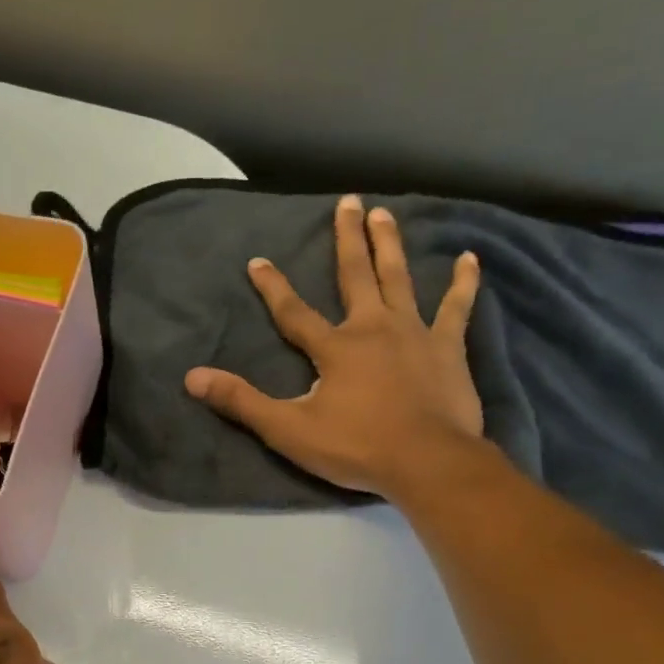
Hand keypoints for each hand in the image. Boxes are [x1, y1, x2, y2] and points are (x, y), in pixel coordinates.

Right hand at [184, 193, 486, 500]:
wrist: (425, 462)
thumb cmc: (356, 448)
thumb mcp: (289, 430)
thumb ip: (242, 402)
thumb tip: (193, 377)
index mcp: (335, 348)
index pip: (294, 312)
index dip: (273, 287)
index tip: (257, 260)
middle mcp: (374, 328)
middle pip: (356, 275)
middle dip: (348, 238)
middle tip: (348, 201)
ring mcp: (415, 334)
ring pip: (401, 279)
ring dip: (391, 245)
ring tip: (386, 214)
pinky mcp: (448, 349)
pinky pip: (457, 308)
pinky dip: (463, 284)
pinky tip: (470, 259)